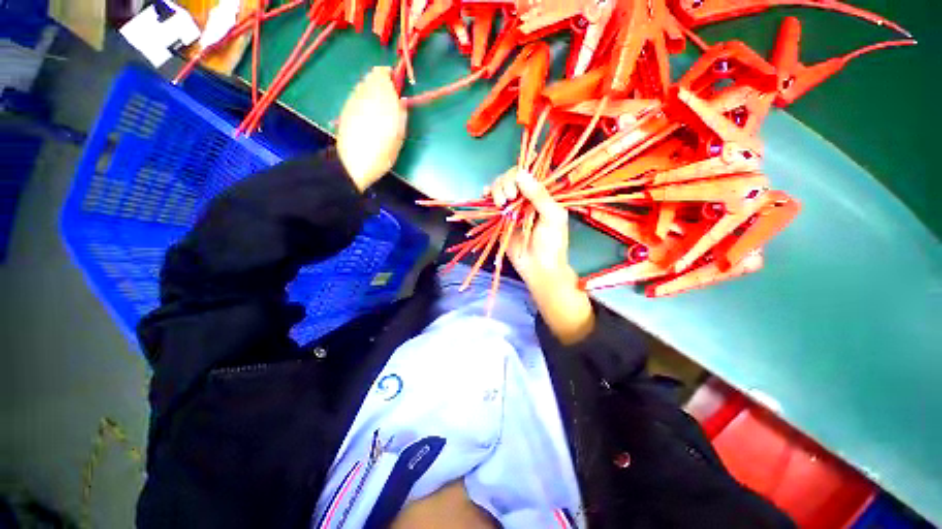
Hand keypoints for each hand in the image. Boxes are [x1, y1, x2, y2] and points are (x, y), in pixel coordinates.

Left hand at [337, 66, 407, 190]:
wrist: (355, 162)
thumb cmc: (382, 151)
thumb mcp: (399, 135)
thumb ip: (401, 114)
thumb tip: (401, 101)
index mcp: (382, 97)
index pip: (383, 73)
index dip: (390, 77)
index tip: (397, 88)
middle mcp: (365, 93)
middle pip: (371, 77)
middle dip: (381, 83)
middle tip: (390, 100)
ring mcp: (353, 100)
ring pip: (363, 86)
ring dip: (372, 91)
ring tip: (379, 109)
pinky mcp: (345, 109)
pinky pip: (356, 96)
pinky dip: (363, 100)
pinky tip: (368, 116)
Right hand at [490, 169, 593, 344]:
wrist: (539, 268)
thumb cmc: (552, 244)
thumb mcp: (553, 217)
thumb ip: (539, 195)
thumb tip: (520, 173)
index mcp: (542, 195)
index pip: (529, 173)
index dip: (520, 174)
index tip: (517, 187)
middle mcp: (526, 198)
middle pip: (511, 177)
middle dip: (506, 183)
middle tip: (509, 198)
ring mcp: (512, 208)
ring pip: (500, 187)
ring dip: (496, 189)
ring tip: (500, 204)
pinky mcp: (500, 219)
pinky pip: (491, 202)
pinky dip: (487, 195)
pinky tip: (486, 195)